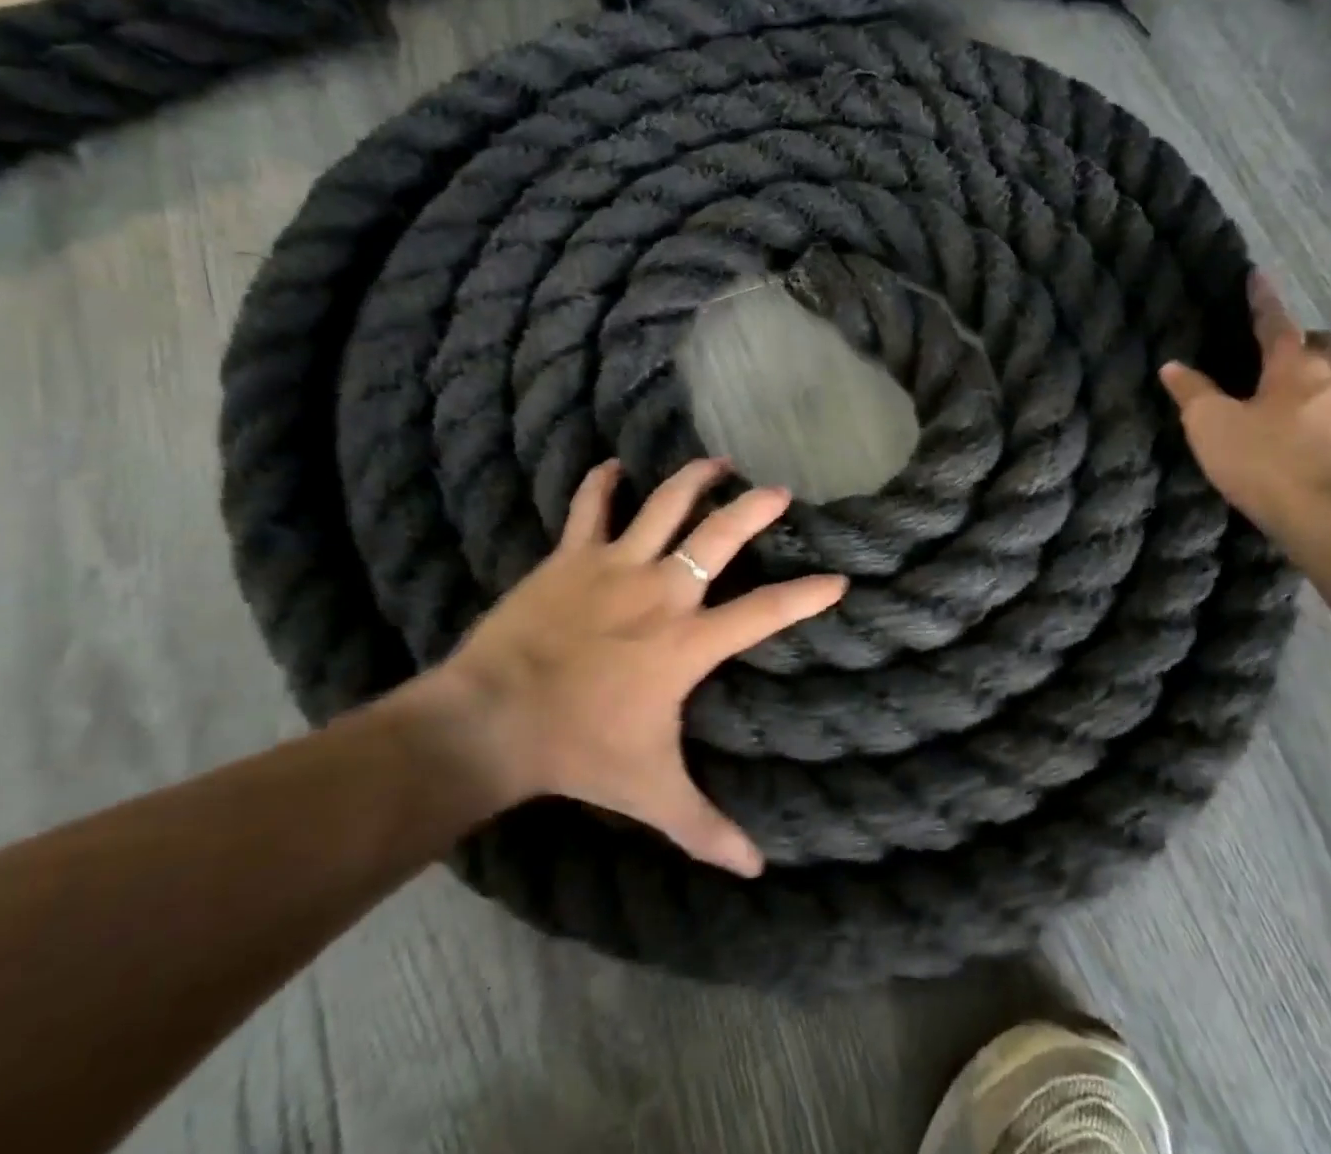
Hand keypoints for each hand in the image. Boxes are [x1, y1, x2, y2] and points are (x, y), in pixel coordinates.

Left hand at [405, 458, 845, 877]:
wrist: (492, 720)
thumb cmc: (580, 751)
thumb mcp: (652, 792)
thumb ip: (706, 827)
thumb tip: (757, 869)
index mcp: (688, 642)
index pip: (764, 612)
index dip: (806, 596)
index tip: (838, 580)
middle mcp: (661, 592)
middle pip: (719, 536)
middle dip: (755, 509)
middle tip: (779, 491)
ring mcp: (615, 566)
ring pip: (664, 505)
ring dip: (694, 479)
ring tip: (717, 462)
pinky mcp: (571, 557)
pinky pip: (590, 508)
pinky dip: (602, 483)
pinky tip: (613, 466)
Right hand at [1159, 273, 1330, 538]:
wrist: (1323, 515)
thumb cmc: (1263, 459)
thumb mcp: (1210, 423)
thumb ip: (1192, 391)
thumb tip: (1173, 366)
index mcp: (1294, 365)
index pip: (1277, 322)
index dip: (1263, 299)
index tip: (1258, 275)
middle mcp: (1329, 378)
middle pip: (1326, 343)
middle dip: (1306, 337)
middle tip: (1282, 343)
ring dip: (1321, 367)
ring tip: (1295, 379)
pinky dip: (1322, 400)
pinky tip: (1303, 418)